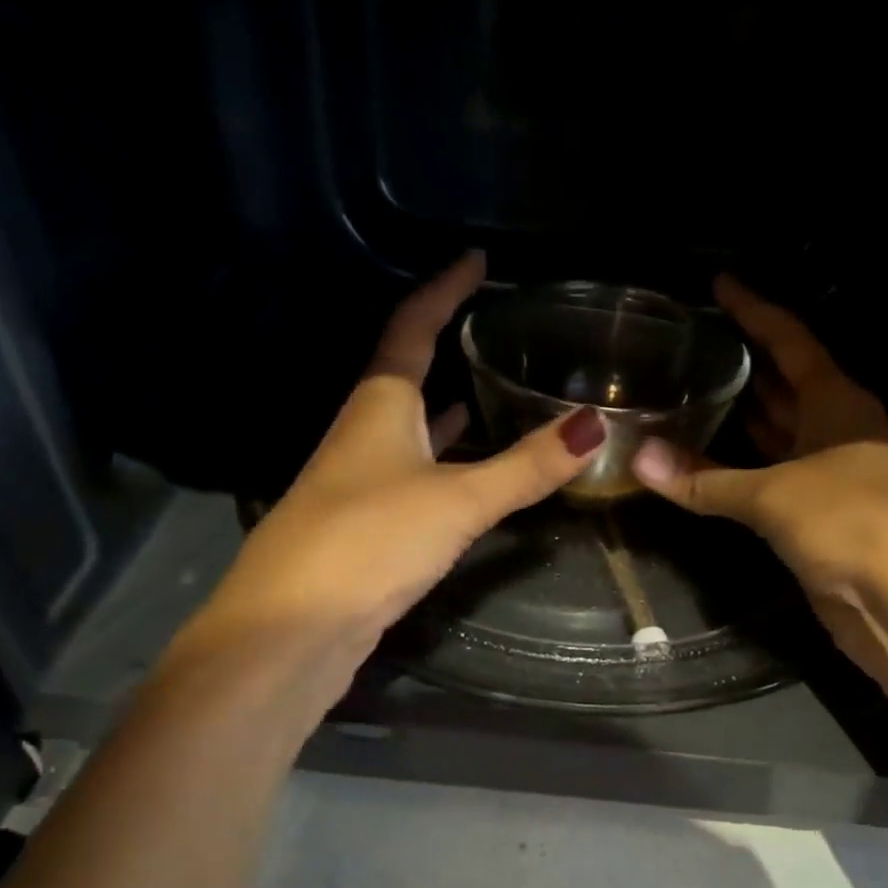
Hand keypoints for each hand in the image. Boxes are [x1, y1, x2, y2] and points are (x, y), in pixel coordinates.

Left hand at [178, 253, 606, 668]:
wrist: (294, 627)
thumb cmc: (371, 541)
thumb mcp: (457, 499)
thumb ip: (525, 467)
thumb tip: (593, 424)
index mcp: (379, 406)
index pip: (411, 329)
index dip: (442, 290)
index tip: (474, 260)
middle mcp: (363, 435)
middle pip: (405, 377)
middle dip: (444, 348)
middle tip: (492, 330)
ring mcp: (360, 483)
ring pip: (410, 432)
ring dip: (445, 412)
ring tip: (489, 391)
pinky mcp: (365, 527)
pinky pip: (413, 477)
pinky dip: (442, 465)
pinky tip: (466, 476)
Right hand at [632, 277, 887, 662]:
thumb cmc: (854, 523)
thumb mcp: (775, 495)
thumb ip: (704, 478)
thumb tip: (637, 459)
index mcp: (839, 402)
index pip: (791, 341)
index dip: (754, 311)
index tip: (719, 284)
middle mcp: (837, 431)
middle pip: (786, 385)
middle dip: (745, 364)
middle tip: (692, 345)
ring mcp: (830, 477)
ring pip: (778, 437)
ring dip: (741, 421)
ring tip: (690, 395)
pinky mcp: (819, 520)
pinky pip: (771, 483)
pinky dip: (740, 473)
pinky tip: (708, 466)